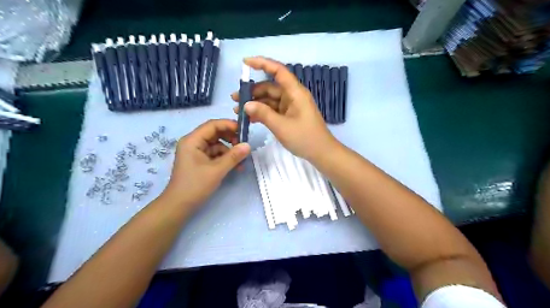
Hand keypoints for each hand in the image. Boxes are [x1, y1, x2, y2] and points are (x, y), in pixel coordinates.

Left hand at [162, 119, 250, 209]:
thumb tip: (248, 145)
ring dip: (230, 151)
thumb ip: (233, 156)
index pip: (212, 125)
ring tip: (241, 161)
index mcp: (192, 140)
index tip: (244, 130)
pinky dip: (225, 158)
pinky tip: (235, 167)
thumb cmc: (195, 185)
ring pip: (217, 145)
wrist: (179, 206)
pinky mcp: (200, 161)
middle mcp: (193, 143)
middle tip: (244, 145)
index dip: (229, 125)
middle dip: (231, 138)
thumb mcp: (217, 170)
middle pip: (215, 134)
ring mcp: (196, 152)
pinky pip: (215, 154)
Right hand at [231, 57, 337, 160]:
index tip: (245, 63)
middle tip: (235, 99)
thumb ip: (263, 114)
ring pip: (270, 99)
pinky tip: (250, 118)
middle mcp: (293, 96)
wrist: (321, 152)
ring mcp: (291, 106)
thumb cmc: (304, 138)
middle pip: (270, 87)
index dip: (262, 63)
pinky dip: (262, 112)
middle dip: (252, 91)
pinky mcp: (289, 116)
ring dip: (255, 103)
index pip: (278, 71)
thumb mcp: (281, 126)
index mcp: (295, 92)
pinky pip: (273, 109)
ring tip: (238, 110)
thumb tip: (246, 104)